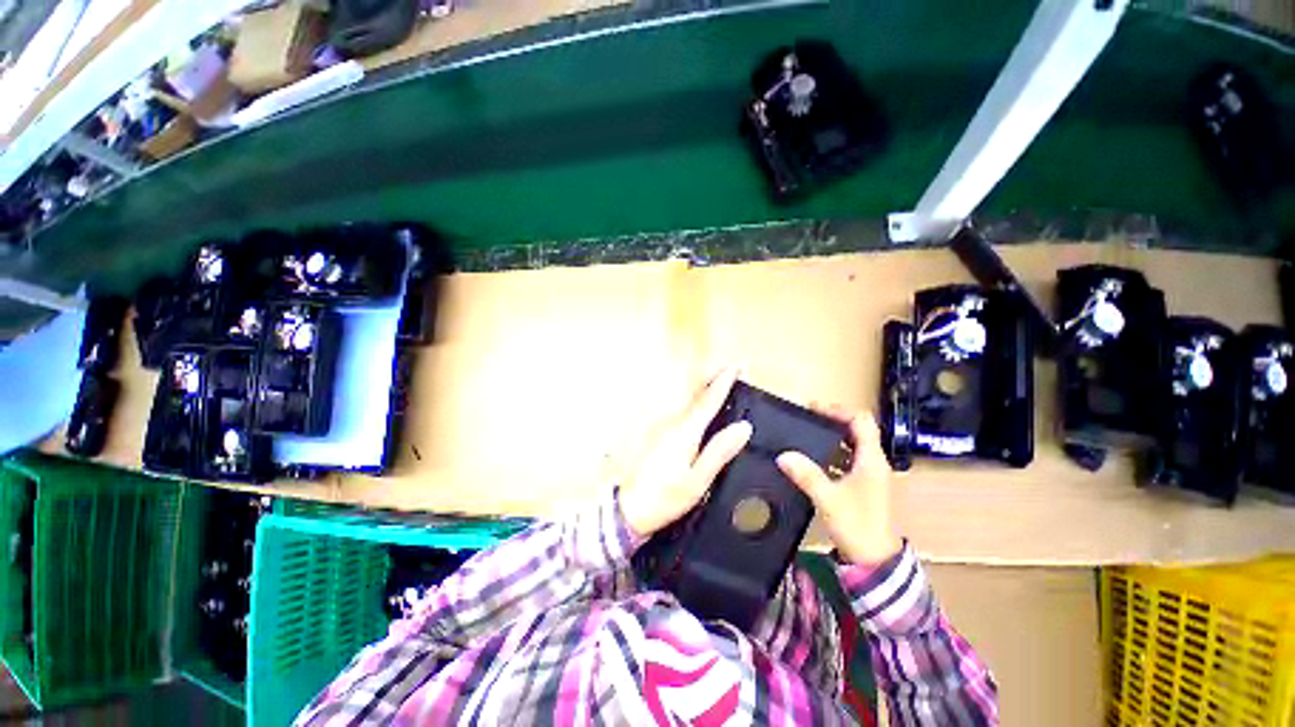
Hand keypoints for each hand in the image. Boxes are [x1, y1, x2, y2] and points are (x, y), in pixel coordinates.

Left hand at [618, 368, 752, 537]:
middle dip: (712, 375)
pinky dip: (696, 400)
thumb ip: (720, 451)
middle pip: (694, 391)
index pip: (708, 400)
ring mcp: (663, 426)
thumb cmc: (665, 497)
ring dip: (704, 386)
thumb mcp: (698, 480)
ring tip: (721, 380)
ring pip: (687, 398)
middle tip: (731, 367)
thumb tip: (743, 427)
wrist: (628, 509)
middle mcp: (672, 422)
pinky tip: (703, 406)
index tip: (737, 367)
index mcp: (685, 432)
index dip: (723, 382)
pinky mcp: (659, 434)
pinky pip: (682, 409)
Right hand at [776, 407, 899, 564]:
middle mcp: (873, 461)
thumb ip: (806, 475)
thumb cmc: (857, 525)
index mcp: (871, 459)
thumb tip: (783, 455)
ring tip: (803, 434)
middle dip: (830, 421)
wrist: (874, 560)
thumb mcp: (828, 499)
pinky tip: (809, 459)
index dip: (838, 410)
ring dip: (829, 437)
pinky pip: (845, 459)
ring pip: (850, 444)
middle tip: (804, 419)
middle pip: (855, 429)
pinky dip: (829, 453)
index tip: (812, 408)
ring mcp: (868, 473)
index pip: (861, 420)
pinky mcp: (861, 484)